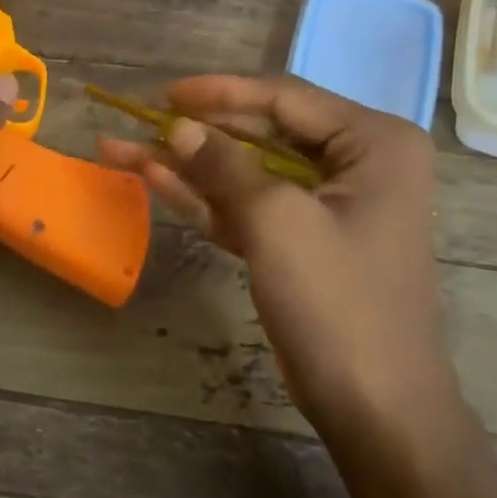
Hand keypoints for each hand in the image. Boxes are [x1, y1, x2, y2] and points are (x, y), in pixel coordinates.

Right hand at [98, 75, 449, 430]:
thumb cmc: (337, 301)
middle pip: (262, 133)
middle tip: (137, 121)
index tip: (164, 93)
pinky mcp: (304, 242)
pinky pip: (250, 207)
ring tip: (122, 149)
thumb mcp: (277, 222)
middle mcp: (358, 163)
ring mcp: (329, 206)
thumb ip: (225, 165)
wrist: (374, 405)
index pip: (285, 98)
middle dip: (197, 133)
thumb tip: (179, 126)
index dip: (219, 92)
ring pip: (248, 172)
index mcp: (373, 142)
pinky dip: (206, 200)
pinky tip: (154, 181)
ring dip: (189, 166)